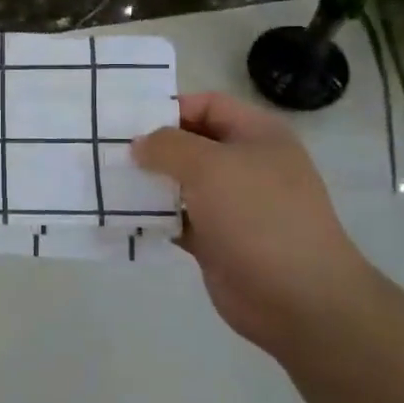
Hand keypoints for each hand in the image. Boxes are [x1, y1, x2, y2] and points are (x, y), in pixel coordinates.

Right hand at [132, 92, 374, 358]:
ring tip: (106, 181)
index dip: (170, 108)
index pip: (208, 104)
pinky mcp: (217, 241)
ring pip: (181, 184)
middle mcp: (246, 165)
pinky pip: (178, 220)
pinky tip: (122, 216)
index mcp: (257, 135)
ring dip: (148, 183)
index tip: (127, 122)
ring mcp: (232, 205)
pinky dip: (154, 218)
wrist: (297, 298)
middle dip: (152, 147)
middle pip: (191, 143)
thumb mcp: (210, 166)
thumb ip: (168, 146)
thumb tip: (139, 145)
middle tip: (107, 151)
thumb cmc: (257, 217)